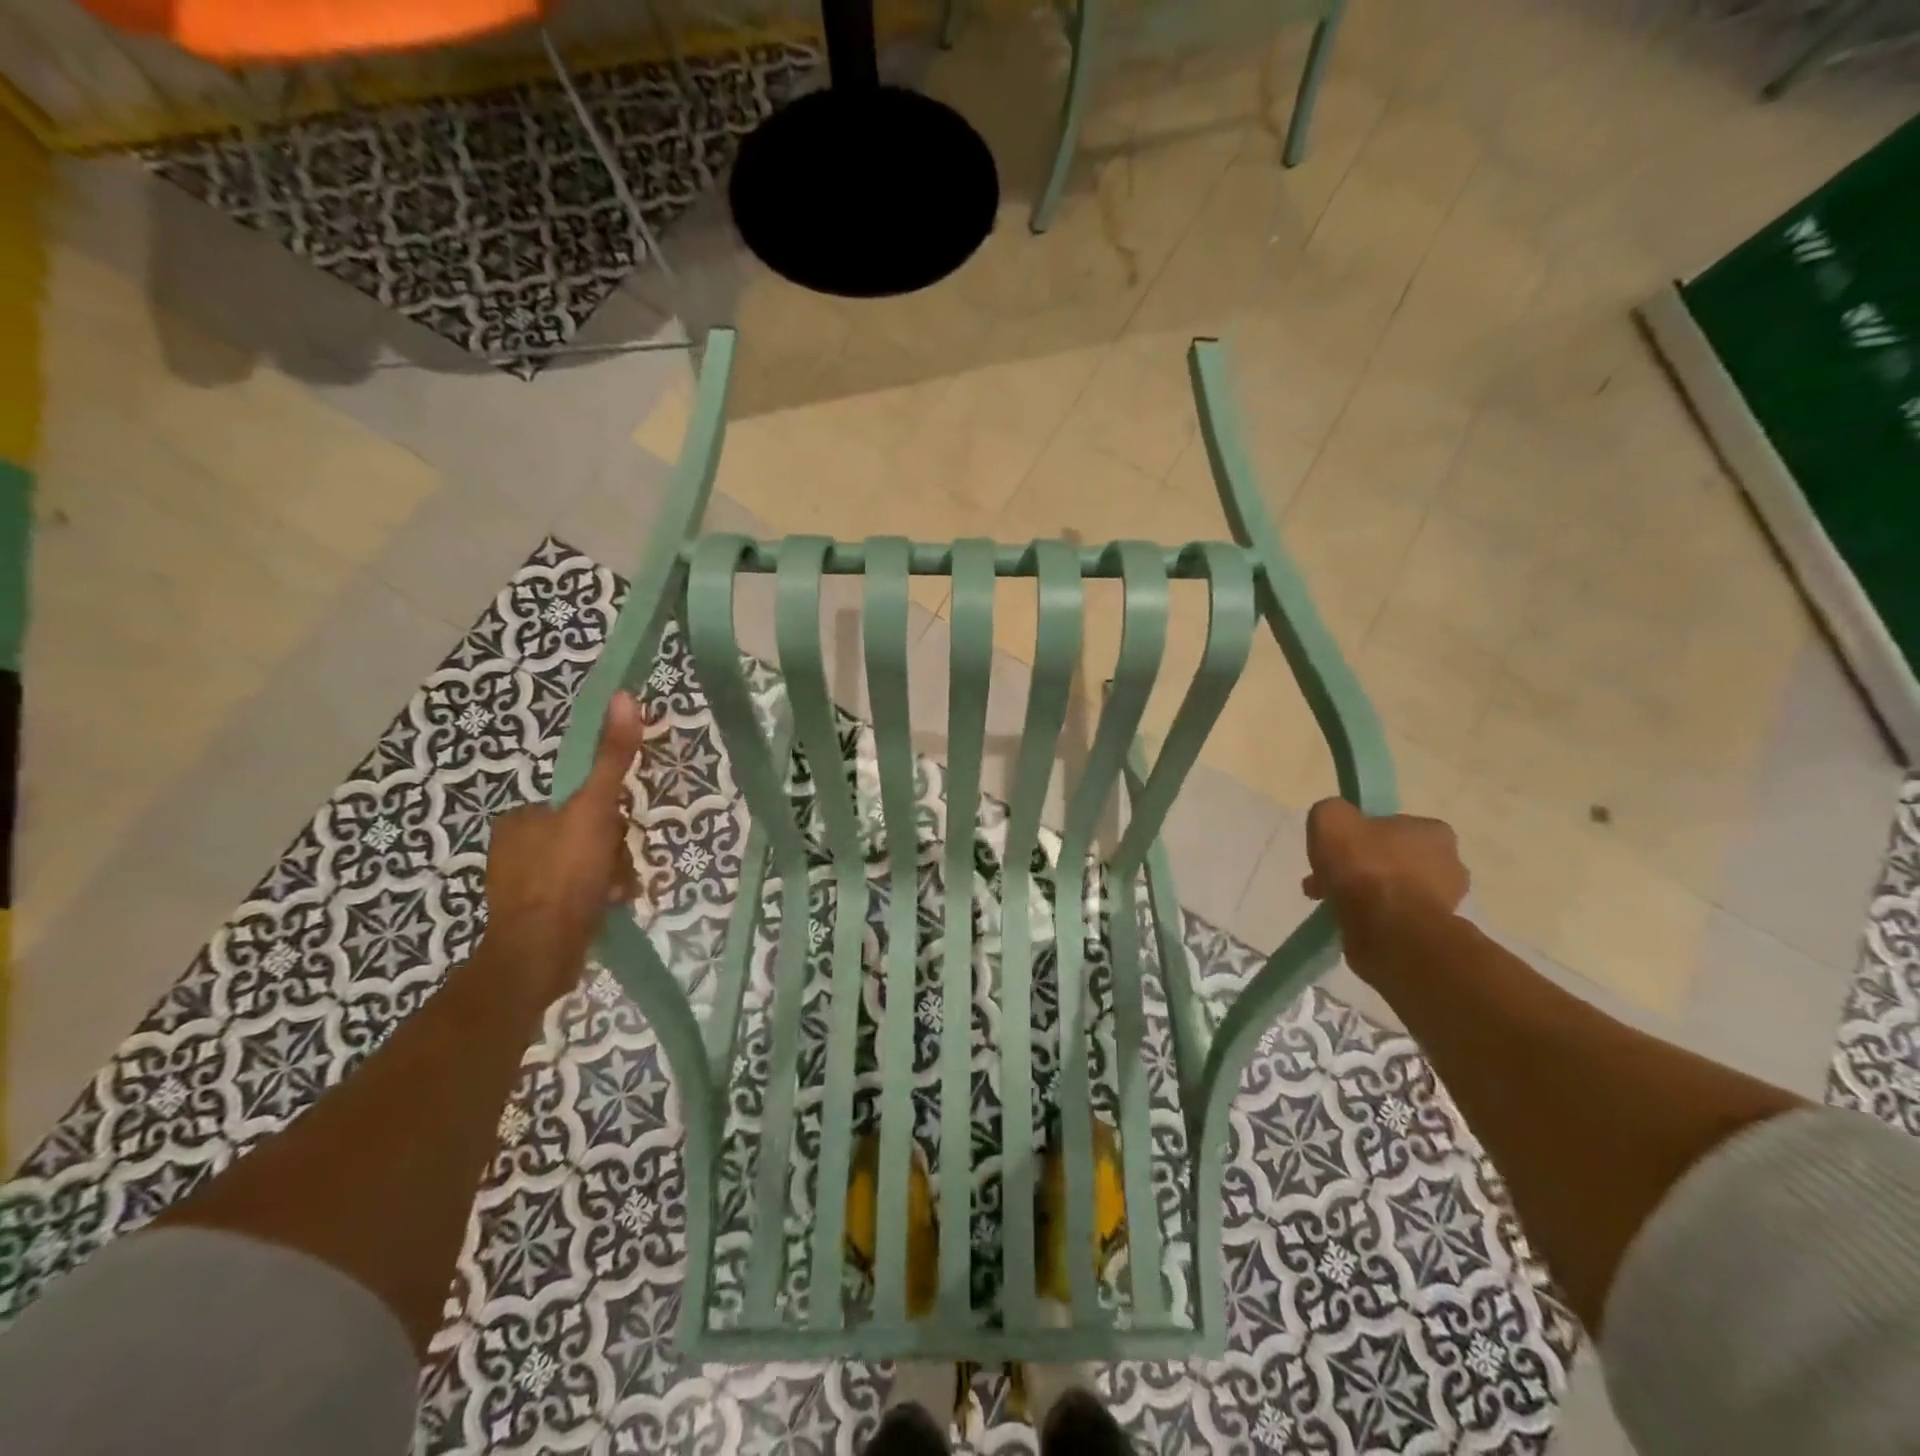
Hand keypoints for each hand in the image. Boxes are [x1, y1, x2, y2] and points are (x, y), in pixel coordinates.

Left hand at [476, 692, 645, 1006]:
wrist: (538, 956)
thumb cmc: (565, 878)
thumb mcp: (594, 811)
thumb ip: (612, 758)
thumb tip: (623, 696)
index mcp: (521, 819)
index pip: (582, 802)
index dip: (607, 817)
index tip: (615, 834)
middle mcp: (516, 847)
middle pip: (589, 834)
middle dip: (613, 851)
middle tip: (617, 870)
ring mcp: (523, 884)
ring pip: (589, 865)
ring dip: (613, 874)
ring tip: (617, 893)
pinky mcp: (535, 915)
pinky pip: (580, 893)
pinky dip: (599, 897)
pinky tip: (609, 907)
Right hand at [1303, 798, 1468, 963]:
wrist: (1388, 929)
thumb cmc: (1364, 866)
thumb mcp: (1331, 818)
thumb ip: (1332, 812)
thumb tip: (1336, 822)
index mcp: (1433, 831)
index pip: (1393, 826)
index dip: (1360, 835)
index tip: (1337, 849)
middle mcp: (1449, 864)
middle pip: (1393, 860)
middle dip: (1361, 868)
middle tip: (1328, 880)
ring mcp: (1445, 902)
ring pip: (1393, 890)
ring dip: (1365, 895)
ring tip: (1331, 904)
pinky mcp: (1432, 933)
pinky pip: (1394, 918)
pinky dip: (1372, 918)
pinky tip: (1348, 921)